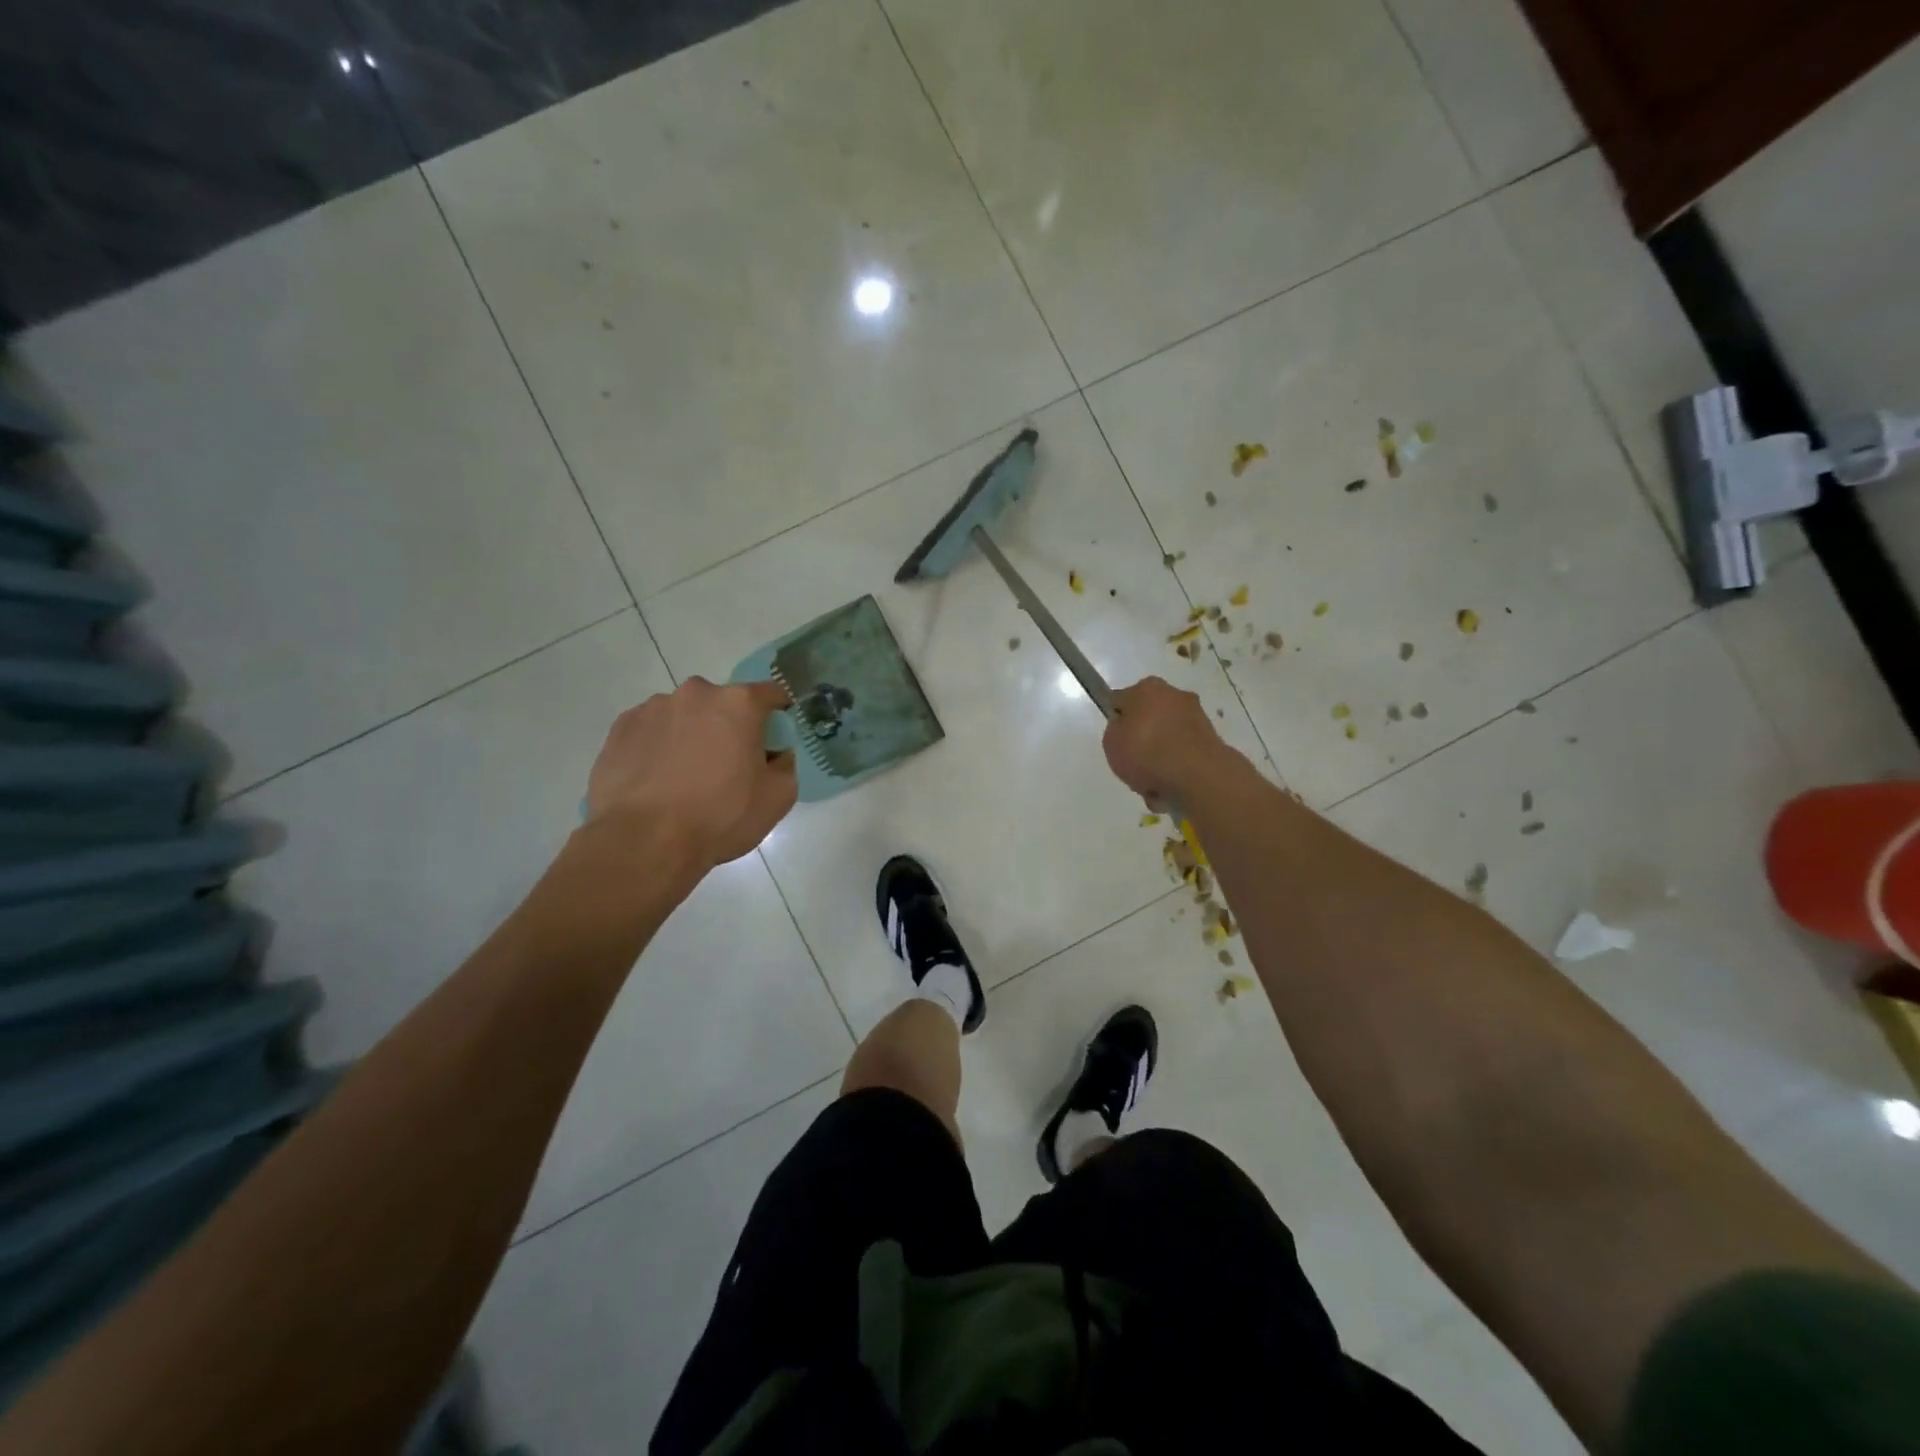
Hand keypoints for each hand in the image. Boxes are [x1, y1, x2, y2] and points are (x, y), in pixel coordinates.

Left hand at [586, 678, 797, 866]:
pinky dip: (659, 746)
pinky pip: (651, 730)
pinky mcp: (621, 727)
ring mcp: (653, 708)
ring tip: (685, 776)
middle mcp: (696, 693)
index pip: (770, 693)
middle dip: (729, 726)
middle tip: (728, 764)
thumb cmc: (720, 816)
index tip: (775, 736)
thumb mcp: (778, 798)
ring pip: (684, 715)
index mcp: (738, 704)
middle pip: (723, 703)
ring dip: (691, 734)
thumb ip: (786, 765)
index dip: (778, 713)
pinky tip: (657, 779)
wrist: (643, 841)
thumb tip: (776, 754)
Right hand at [1103, 677, 1227, 806]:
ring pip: (1168, 738)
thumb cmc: (1145, 751)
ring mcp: (1196, 717)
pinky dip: (1177, 768)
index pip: (1122, 701)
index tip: (1116, 741)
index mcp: (1147, 688)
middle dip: (1143, 740)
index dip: (1117, 721)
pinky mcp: (1212, 740)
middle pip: (1149, 719)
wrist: (1195, 774)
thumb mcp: (1111, 741)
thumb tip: (1127, 727)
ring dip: (1160, 757)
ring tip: (1152, 783)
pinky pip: (1184, 754)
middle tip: (1134, 763)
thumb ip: (1116, 730)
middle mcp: (1175, 695)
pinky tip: (1170, 786)